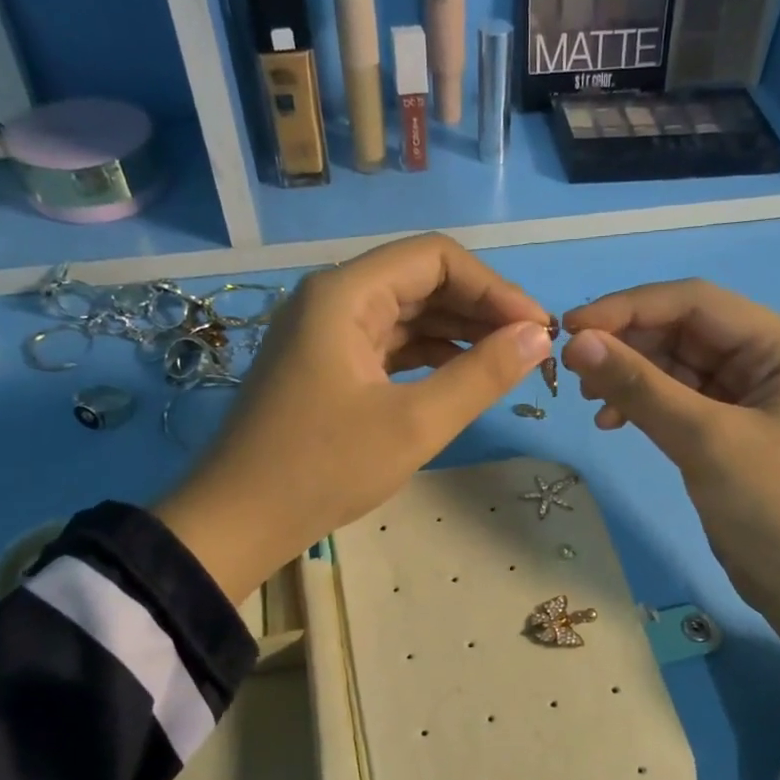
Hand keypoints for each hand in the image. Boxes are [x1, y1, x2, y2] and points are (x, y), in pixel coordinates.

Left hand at [155, 234, 552, 600]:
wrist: (241, 520)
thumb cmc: (324, 468)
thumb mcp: (414, 424)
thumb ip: (481, 376)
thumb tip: (538, 337)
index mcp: (346, 293)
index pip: (436, 258)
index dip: (494, 287)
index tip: (537, 328)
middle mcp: (334, 299)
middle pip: (421, 282)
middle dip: (480, 310)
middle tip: (531, 350)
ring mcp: (327, 334)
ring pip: (407, 316)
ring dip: (459, 334)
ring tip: (508, 364)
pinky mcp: (327, 367)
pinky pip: (389, 347)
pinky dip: (429, 357)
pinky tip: (463, 378)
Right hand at [561, 281, 779, 671]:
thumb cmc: (775, 508)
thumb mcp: (707, 442)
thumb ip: (641, 388)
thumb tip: (578, 343)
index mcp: (779, 347)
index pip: (694, 302)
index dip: (629, 307)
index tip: (571, 329)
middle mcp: (764, 362)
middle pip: (683, 332)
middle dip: (627, 344)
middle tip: (573, 371)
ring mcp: (745, 401)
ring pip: (676, 369)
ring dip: (631, 378)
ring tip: (590, 402)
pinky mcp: (728, 436)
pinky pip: (678, 405)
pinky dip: (644, 408)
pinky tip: (613, 424)